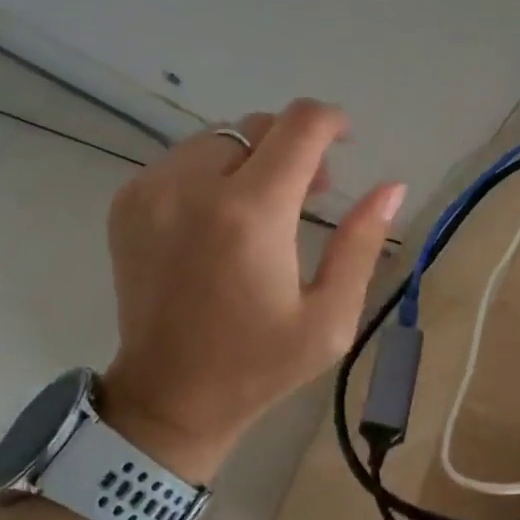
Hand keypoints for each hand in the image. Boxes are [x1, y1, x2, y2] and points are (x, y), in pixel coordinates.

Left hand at [99, 99, 405, 481]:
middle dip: (294, 145)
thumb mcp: (330, 318)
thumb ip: (361, 243)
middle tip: (310, 193)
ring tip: (265, 206)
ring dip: (253, 157)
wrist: (167, 398)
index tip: (344, 141)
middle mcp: (193, 187)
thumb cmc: (259, 365)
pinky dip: (214, 172)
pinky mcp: (127, 202)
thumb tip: (391, 186)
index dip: (331, 122)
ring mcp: (151, 191)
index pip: (299, 125)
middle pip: (259, 125)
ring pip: (220, 137)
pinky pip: (184, 159)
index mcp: (250, 214)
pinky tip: (222, 217)